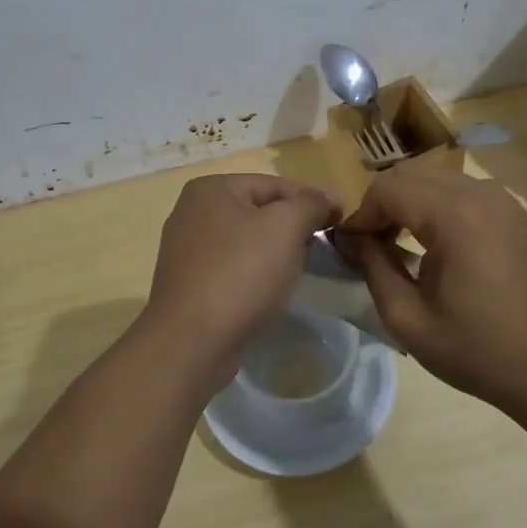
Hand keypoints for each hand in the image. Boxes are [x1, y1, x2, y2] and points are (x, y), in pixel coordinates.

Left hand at [141, 174, 341, 385]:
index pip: (274, 184)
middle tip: (321, 250)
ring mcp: (186, 250)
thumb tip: (332, 195)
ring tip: (298, 273)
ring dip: (275, 254)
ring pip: (247, 242)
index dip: (311, 201)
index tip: (340, 222)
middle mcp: (192, 212)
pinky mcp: (189, 284)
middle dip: (292, 229)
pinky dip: (254, 276)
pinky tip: (268, 294)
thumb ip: (310, 204)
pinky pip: (232, 268)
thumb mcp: (285, 228)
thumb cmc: (240, 274)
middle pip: (259, 211)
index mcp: (211, 189)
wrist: (191, 343)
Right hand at [338, 162, 526, 414]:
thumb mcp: (408, 318)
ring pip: (436, 178)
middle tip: (371, 245)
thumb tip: (349, 238)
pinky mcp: (514, 212)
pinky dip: (437, 206)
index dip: (361, 214)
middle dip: (382, 203)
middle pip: (410, 174)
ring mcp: (503, 200)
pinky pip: (462, 191)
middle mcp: (481, 193)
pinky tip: (435, 245)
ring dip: (409, 202)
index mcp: (455, 215)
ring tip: (400, 244)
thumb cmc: (477, 351)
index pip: (388, 187)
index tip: (350, 248)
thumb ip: (371, 267)